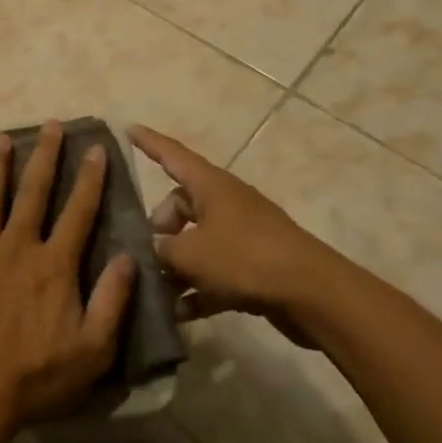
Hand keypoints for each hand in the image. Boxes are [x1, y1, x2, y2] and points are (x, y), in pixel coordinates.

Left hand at [0, 122, 136, 436]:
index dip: (90, 179)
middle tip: (51, 125)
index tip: (96, 148)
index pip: (79, 212)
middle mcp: (17, 248)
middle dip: (45, 157)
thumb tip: (129, 257)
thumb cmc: (37, 376)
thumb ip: (113, 301)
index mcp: (54, 265)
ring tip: (0, 138)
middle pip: (34, 193)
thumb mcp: (93, 350)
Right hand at [131, 125, 347, 344]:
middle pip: (181, 205)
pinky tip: (179, 314)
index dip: (149, 143)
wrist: (312, 295)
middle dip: (159, 227)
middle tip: (145, 252)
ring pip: (196, 241)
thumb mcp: (190, 254)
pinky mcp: (254, 266)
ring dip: (175, 264)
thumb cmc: (245, 259)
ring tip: (154, 288)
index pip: (172, 155)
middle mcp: (225, 203)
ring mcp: (242, 235)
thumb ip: (161, 250)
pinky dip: (197, 288)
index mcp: (210, 186)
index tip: (129, 128)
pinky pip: (214, 271)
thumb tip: (152, 251)